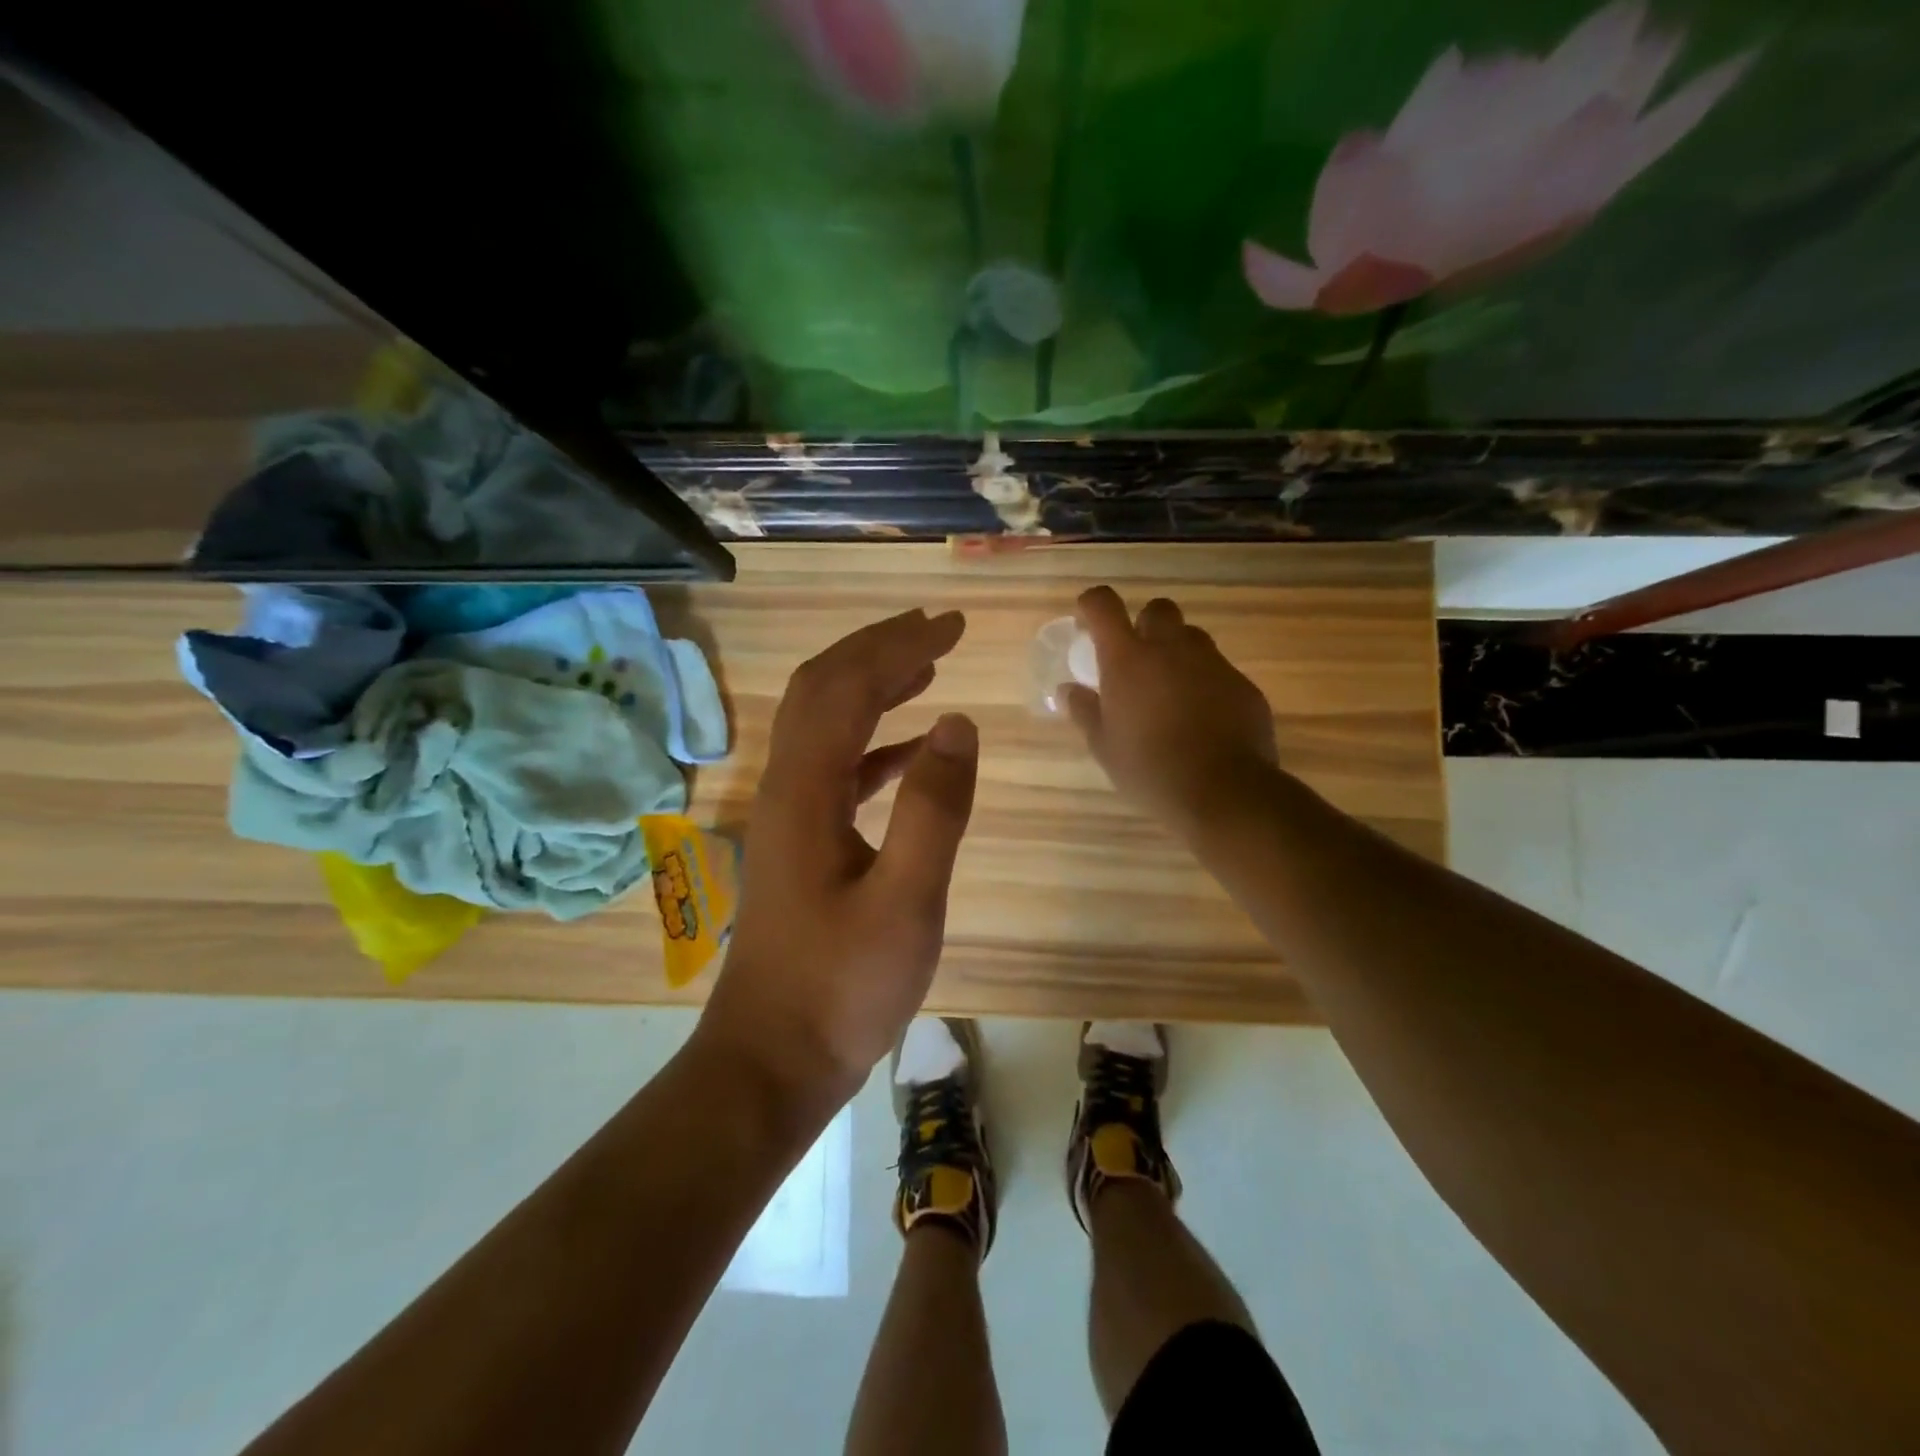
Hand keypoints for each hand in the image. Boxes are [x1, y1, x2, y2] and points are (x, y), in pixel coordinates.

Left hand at [700, 609, 979, 1107]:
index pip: (847, 687)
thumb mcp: (906, 902)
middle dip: (879, 649)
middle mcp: (787, 788)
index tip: (952, 625)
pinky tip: (911, 748)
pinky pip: (837, 768)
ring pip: (826, 725)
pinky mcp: (801, 843)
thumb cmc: (842, 987)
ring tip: (928, 668)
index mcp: (805, 791)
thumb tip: (958, 722)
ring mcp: (790, 816)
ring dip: (873, 687)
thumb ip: (934, 809)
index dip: (898, 646)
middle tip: (939, 630)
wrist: (774, 1059)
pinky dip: (874, 743)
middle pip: (824, 690)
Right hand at [1064, 586, 1278, 833]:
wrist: (1223, 791)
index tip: (1088, 619)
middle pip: (1158, 609)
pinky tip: (1203, 718)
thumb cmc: (1149, 769)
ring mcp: (1212, 663)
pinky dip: (1206, 683)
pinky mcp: (1242, 684)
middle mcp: (1170, 648)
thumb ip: (1085, 711)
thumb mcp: (1104, 746)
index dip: (1093, 604)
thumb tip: (1068, 690)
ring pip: (1192, 638)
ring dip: (1178, 652)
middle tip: (1137, 659)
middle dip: (1145, 624)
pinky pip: (1219, 670)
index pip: (1104, 605)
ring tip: (1171, 690)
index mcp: (1128, 658)